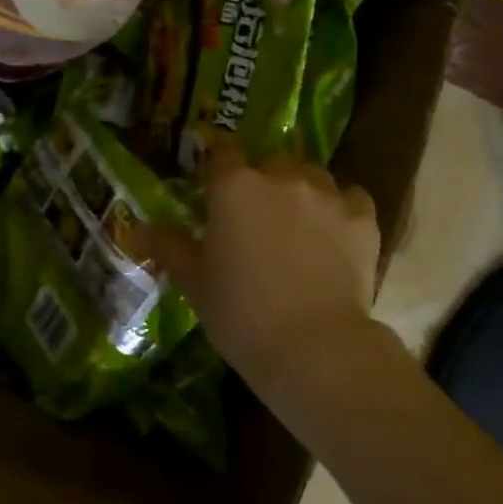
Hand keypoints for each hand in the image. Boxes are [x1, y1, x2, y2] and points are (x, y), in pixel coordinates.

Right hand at [145, 148, 394, 410]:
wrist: (313, 348)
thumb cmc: (240, 314)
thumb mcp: (195, 282)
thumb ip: (169, 247)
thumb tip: (139, 227)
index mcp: (234, 186)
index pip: (221, 154)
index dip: (218, 171)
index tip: (216, 192)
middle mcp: (281, 176)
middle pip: (270, 163)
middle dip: (263, 182)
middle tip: (258, 221)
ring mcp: (327, 193)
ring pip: (312, 176)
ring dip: (302, 192)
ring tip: (300, 228)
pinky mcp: (363, 216)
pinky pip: (350, 198)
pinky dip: (342, 210)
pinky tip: (336, 236)